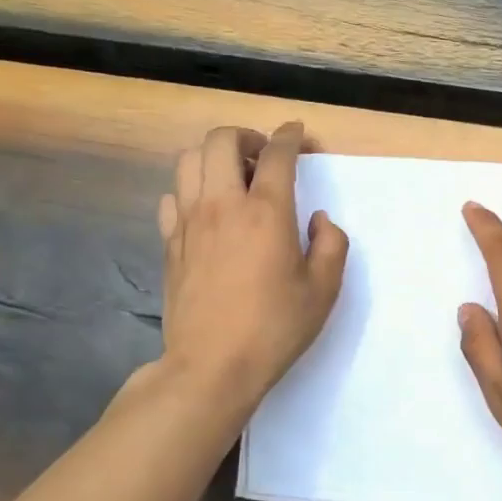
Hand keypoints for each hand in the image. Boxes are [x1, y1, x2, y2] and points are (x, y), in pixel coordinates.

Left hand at [156, 123, 347, 416]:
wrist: (212, 366)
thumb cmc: (275, 329)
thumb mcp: (323, 291)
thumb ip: (331, 245)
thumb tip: (318, 219)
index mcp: (266, 212)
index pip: (276, 153)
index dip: (290, 136)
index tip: (297, 134)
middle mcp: (223, 205)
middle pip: (221, 140)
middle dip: (245, 135)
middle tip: (262, 155)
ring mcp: (189, 222)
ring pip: (189, 160)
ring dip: (213, 157)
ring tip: (231, 177)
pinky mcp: (170, 243)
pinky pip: (172, 196)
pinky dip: (189, 190)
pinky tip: (205, 211)